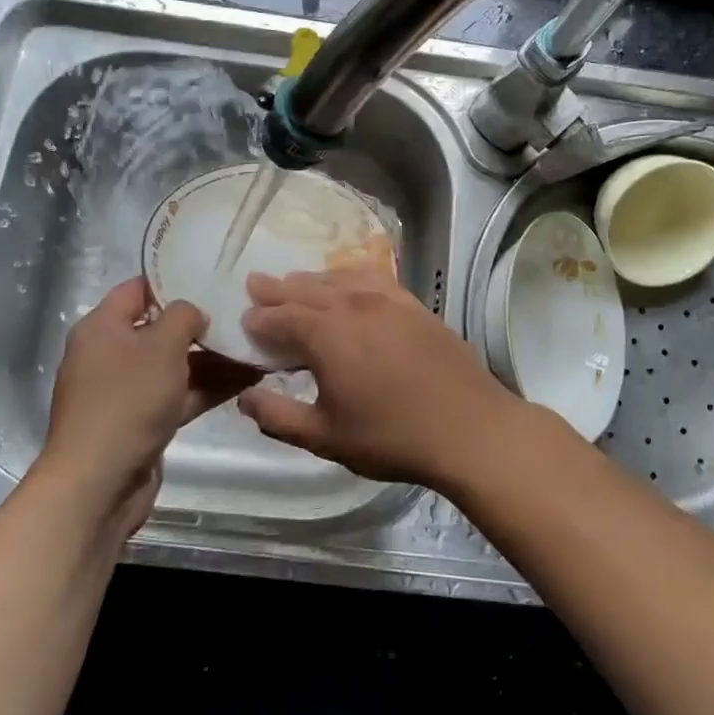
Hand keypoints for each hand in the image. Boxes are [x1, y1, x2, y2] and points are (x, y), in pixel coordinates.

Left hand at [38, 278, 257, 535]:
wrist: (99, 483)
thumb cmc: (127, 401)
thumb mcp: (161, 346)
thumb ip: (183, 316)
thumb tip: (194, 312)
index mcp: (102, 327)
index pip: (139, 288)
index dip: (174, 280)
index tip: (214, 276)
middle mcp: (111, 354)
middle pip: (161, 328)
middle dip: (203, 323)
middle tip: (245, 313)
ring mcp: (127, 391)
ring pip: (176, 364)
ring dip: (214, 358)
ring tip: (259, 346)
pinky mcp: (143, 421)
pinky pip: (180, 394)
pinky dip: (209, 387)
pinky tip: (249, 378)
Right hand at [237, 268, 534, 489]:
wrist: (469, 428)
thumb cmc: (392, 436)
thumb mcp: (325, 438)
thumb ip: (279, 418)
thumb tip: (245, 398)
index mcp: (327, 335)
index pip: (282, 317)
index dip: (260, 318)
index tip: (244, 319)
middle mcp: (354, 306)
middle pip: (307, 290)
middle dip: (278, 288)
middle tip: (256, 283)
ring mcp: (389, 301)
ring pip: (340, 279)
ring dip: (313, 279)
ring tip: (296, 281)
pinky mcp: (415, 306)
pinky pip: (375, 279)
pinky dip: (352, 276)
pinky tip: (351, 281)